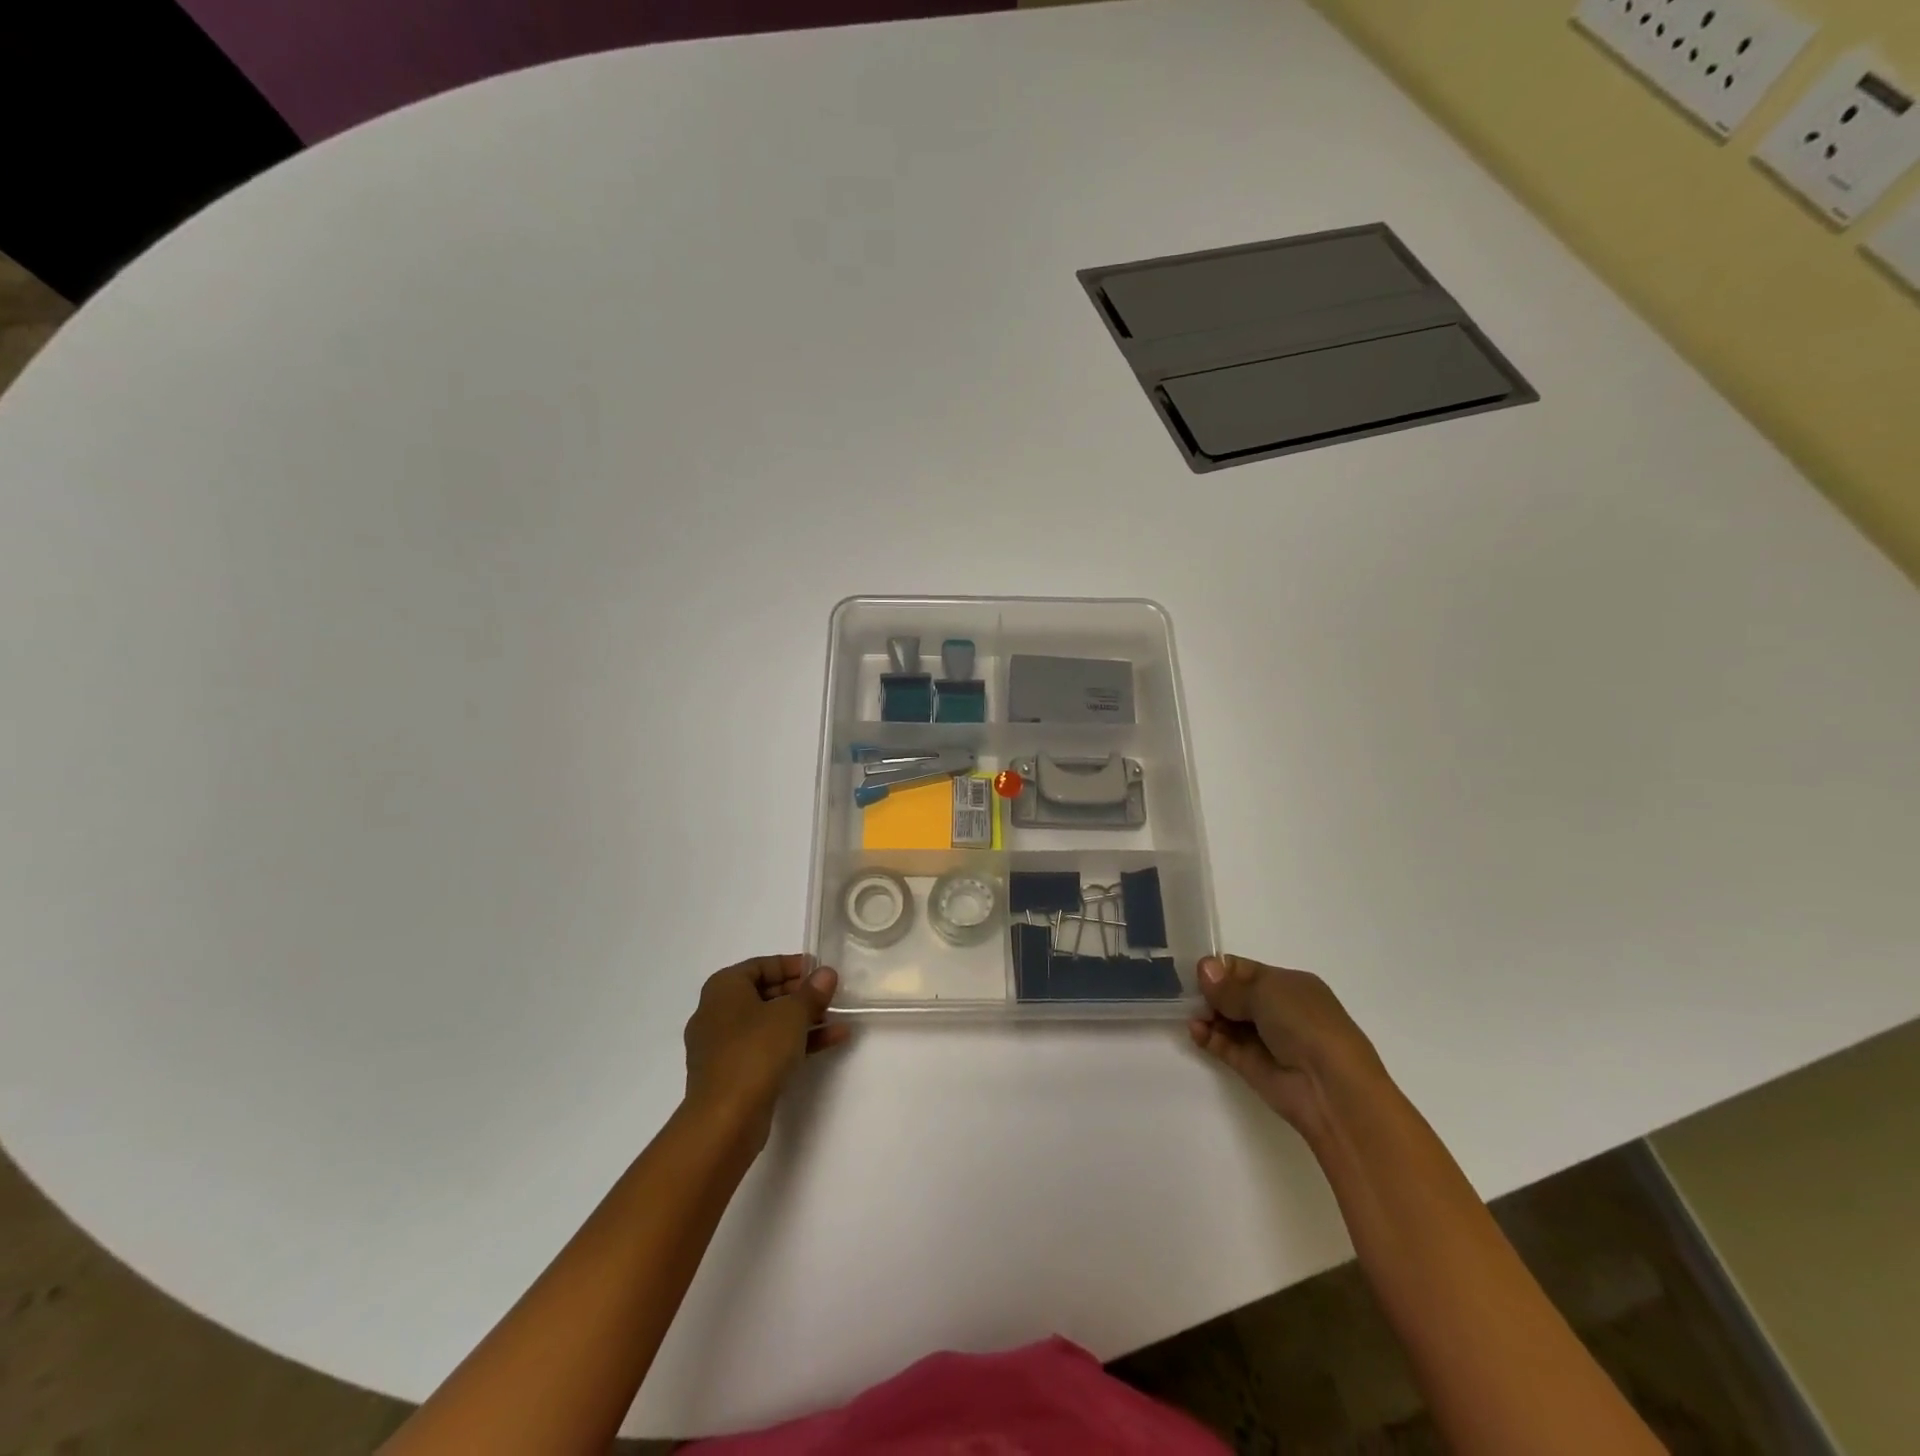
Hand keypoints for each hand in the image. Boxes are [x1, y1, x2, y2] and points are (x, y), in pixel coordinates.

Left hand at [683, 955, 848, 1149]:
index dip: (793, 965)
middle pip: (765, 994)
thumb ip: (812, 992)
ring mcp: (723, 1047)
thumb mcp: (792, 1014)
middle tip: (831, 995)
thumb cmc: (755, 1051)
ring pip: (769, 1024)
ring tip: (838, 1018)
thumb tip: (826, 974)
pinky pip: (767, 1048)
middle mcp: (717, 1013)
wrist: (725, 1120)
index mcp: (723, 988)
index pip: (761, 965)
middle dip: (801, 994)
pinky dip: (795, 1042)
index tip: (820, 970)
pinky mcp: (733, 1074)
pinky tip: (832, 1041)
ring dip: (804, 1019)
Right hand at [1189, 955, 1383, 1139]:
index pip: (1246, 970)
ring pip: (1228, 1021)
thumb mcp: (1267, 992)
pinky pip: (1225, 1046)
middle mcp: (1279, 1010)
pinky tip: (1195, 1030)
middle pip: (1234, 995)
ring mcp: (1266, 1040)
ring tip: (1190, 1013)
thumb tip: (1203, 969)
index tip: (1194, 971)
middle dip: (1210, 992)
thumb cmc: (1305, 1024)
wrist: (1332, 1088)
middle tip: (1185, 992)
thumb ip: (1230, 985)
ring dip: (1207, 1015)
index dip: (1220, 969)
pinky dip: (1208, 1037)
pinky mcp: (1253, 1067)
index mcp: (1290, 985)